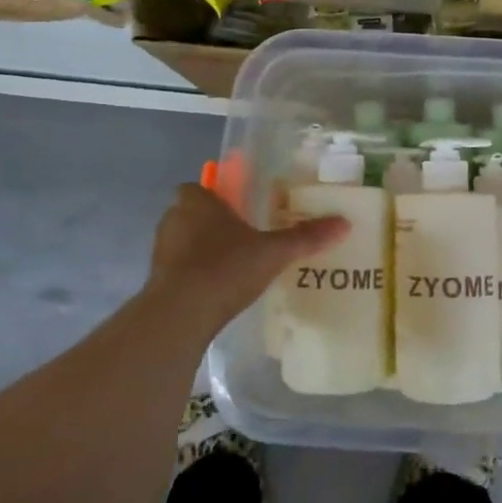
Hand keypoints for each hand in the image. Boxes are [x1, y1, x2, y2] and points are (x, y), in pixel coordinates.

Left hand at [142, 184, 347, 335]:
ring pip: (184, 242)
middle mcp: (173, 219)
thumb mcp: (274, 252)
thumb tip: (344, 223)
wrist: (180, 314)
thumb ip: (305, 237)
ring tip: (234, 266)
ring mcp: (161, 251)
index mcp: (196, 201)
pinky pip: (180, 270)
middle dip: (212, 224)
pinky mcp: (157, 281)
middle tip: (242, 238)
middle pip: (192, 214)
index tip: (238, 210)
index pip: (199, 188)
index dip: (216, 197)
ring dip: (202, 251)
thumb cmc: (225, 268)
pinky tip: (218, 290)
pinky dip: (195, 275)